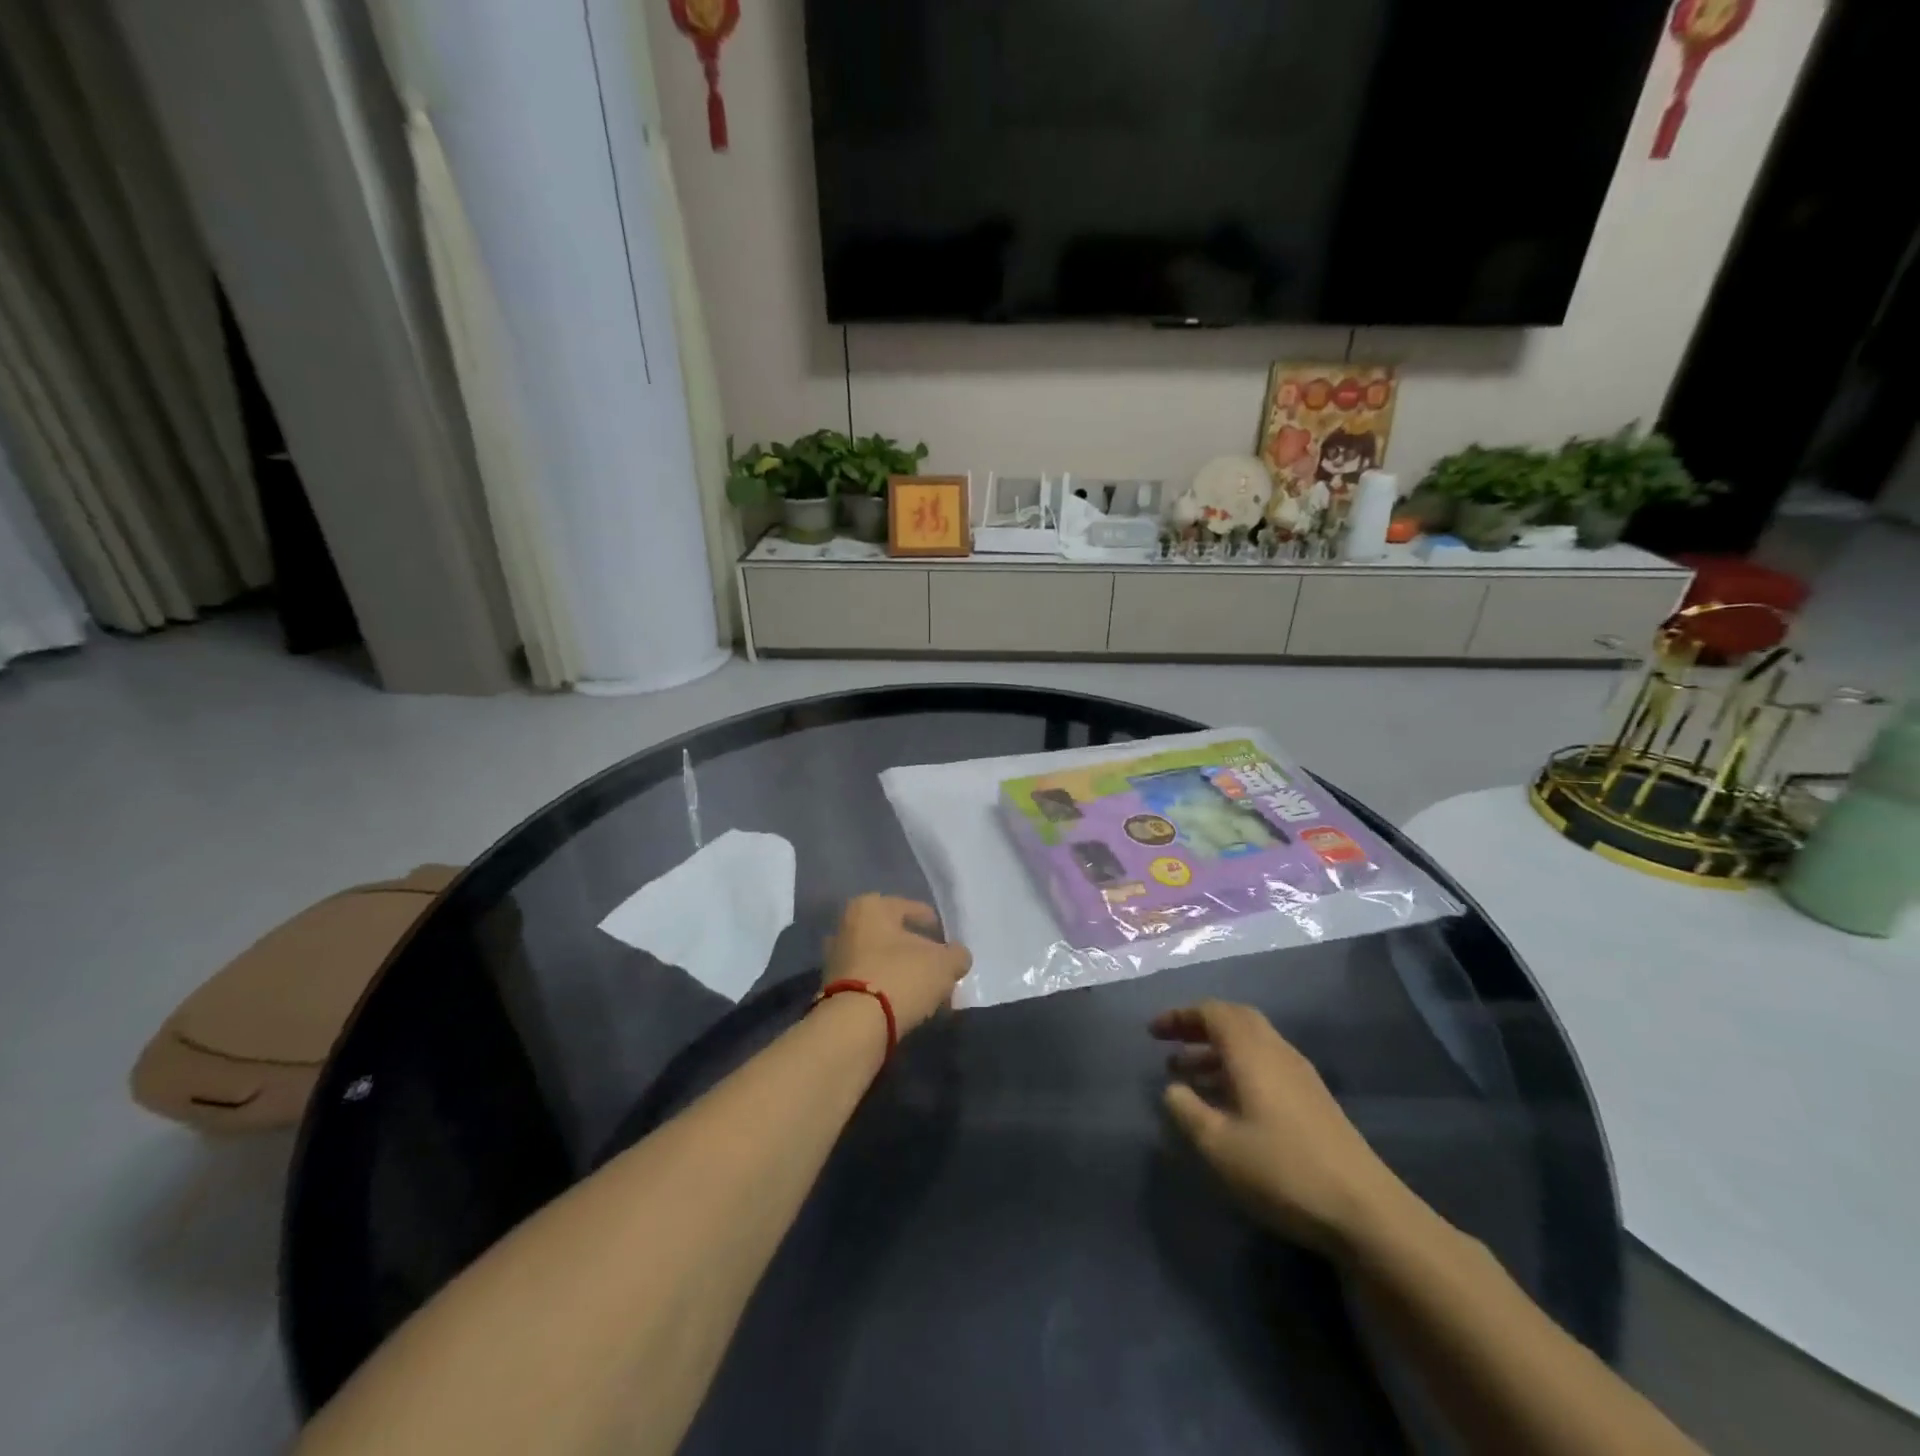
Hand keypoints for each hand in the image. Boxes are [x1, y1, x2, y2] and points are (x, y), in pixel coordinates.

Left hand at [824, 895, 971, 1034]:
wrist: (854, 1026)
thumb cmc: (900, 977)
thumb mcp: (944, 964)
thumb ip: (956, 955)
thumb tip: (957, 957)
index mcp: (870, 907)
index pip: (910, 908)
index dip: (933, 924)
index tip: (947, 940)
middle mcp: (846, 926)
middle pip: (894, 937)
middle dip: (917, 953)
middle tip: (940, 969)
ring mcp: (836, 959)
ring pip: (882, 961)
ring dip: (904, 974)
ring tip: (928, 992)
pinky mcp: (833, 990)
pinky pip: (871, 983)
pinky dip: (889, 991)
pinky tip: (909, 1005)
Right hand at [1153, 1000, 1410, 1259]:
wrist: (1364, 1211)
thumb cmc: (1281, 1169)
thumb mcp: (1217, 1144)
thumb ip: (1185, 1110)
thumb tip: (1172, 1088)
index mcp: (1251, 1051)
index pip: (1211, 1012)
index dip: (1179, 1017)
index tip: (1153, 1033)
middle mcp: (1276, 1051)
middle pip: (1234, 1020)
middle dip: (1198, 1027)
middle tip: (1170, 1044)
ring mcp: (1299, 1075)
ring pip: (1251, 1044)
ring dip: (1216, 1051)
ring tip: (1188, 1077)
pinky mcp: (1313, 1100)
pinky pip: (1264, 1064)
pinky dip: (1237, 1069)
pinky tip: (1226, 1103)